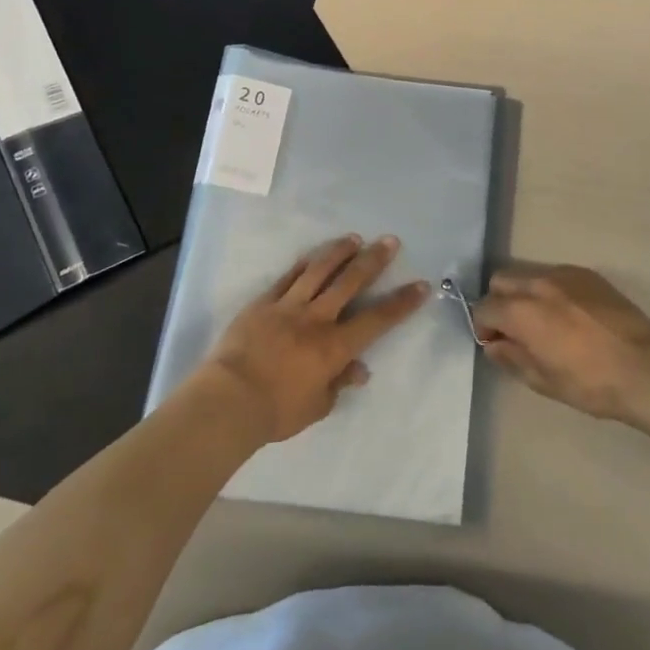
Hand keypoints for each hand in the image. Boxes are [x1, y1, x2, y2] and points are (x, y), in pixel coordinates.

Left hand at [198, 235, 429, 443]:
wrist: (228, 400)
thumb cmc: (276, 411)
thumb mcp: (317, 406)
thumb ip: (339, 384)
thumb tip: (359, 370)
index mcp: (334, 346)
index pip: (377, 320)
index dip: (402, 303)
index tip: (421, 285)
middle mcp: (317, 318)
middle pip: (350, 282)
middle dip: (373, 260)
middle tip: (390, 241)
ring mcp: (288, 306)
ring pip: (319, 270)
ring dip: (339, 252)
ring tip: (354, 238)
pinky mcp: (264, 302)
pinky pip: (288, 277)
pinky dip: (304, 264)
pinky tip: (313, 255)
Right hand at [472, 264, 649, 421]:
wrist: (644, 367)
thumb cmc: (590, 383)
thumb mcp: (543, 381)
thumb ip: (512, 358)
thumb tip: (494, 345)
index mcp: (522, 312)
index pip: (484, 307)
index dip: (483, 326)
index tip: (494, 343)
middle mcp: (538, 283)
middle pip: (501, 280)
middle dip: (499, 302)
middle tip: (514, 329)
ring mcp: (564, 274)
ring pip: (529, 274)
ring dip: (524, 293)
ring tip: (543, 320)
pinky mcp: (587, 274)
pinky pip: (556, 274)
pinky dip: (550, 290)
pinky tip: (568, 314)